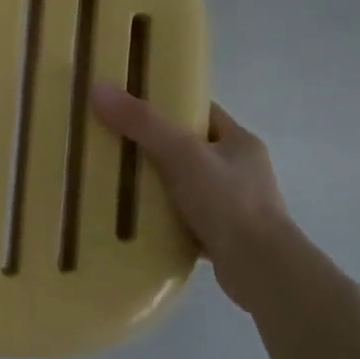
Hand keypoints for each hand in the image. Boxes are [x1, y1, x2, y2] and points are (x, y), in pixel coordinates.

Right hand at [90, 81, 291, 311]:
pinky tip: (136, 222)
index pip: (200, 112)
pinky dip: (162, 219)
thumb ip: (142, 123)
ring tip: (117, 185)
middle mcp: (240, 170)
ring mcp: (233, 206)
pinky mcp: (223, 237)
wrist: (260, 270)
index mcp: (239, 142)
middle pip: (189, 149)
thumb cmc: (227, 202)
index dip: (167, 106)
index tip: (131, 108)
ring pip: (185, 186)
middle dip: (154, 148)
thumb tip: (99, 89)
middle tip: (114, 146)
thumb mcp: (181, 153)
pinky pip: (184, 219)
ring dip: (157, 186)